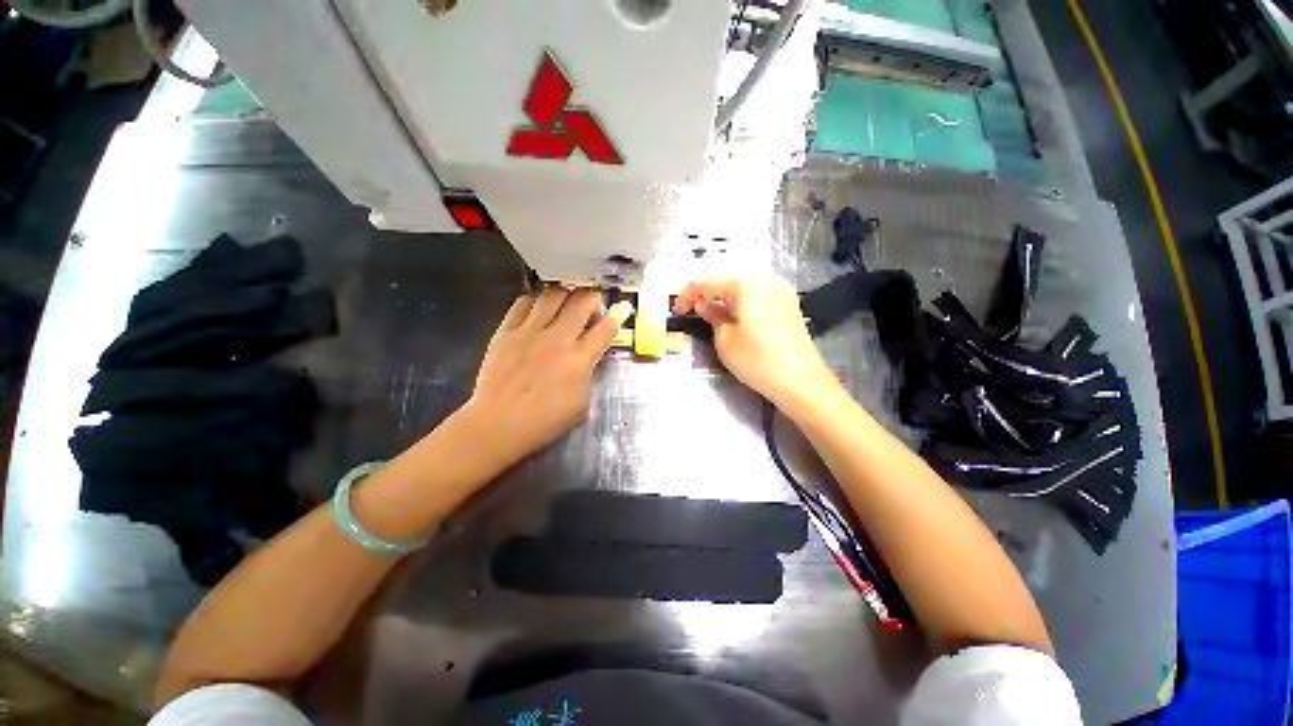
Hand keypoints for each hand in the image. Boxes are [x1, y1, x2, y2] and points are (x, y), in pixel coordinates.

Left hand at [459, 286, 632, 469]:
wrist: (497, 424)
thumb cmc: (543, 421)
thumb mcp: (580, 404)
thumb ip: (588, 375)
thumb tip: (588, 358)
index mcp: (579, 359)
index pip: (606, 328)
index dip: (618, 315)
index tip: (623, 307)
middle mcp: (558, 338)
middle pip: (582, 301)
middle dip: (593, 298)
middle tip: (591, 309)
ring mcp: (530, 331)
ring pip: (553, 294)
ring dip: (566, 295)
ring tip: (565, 304)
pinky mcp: (506, 331)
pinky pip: (523, 302)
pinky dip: (536, 301)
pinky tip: (538, 311)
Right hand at [674, 275, 835, 405]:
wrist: (800, 381)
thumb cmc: (756, 360)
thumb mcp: (724, 339)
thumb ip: (711, 315)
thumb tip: (703, 304)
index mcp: (744, 283)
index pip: (706, 281)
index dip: (687, 295)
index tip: (677, 311)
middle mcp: (764, 278)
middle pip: (725, 277)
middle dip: (705, 291)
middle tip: (692, 310)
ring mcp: (779, 289)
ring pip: (742, 284)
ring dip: (723, 295)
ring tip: (711, 312)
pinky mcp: (787, 302)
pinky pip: (756, 292)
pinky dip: (740, 299)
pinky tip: (734, 314)